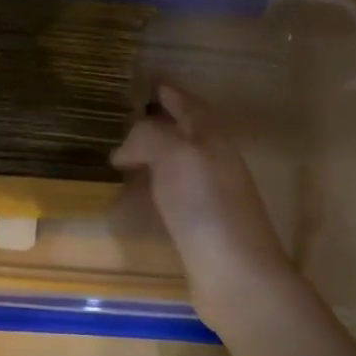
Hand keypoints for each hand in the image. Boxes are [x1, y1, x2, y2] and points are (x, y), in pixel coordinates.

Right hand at [112, 82, 297, 325]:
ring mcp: (210, 195)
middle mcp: (214, 162)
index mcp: (212, 138)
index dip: (168, 92)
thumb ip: (148, 137)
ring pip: (178, 163)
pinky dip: (152, 187)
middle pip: (185, 132)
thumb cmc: (206, 207)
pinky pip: (171, 194)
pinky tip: (135, 196)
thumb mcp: (175, 154)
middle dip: (158, 122)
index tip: (146, 82)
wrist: (235, 274)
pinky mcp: (200, 226)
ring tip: (120, 155)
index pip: (188, 104)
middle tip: (123, 118)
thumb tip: (123, 149)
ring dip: (153, 155)